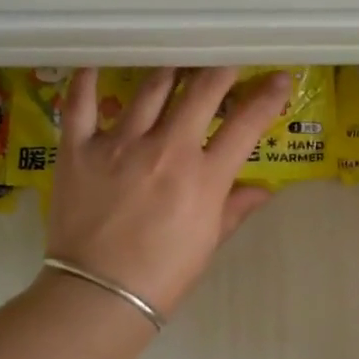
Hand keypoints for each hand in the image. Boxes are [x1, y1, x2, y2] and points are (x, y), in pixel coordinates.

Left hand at [45, 67, 290, 315]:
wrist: (99, 294)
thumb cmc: (163, 275)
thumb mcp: (208, 243)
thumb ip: (235, 208)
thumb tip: (264, 190)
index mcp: (204, 176)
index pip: (246, 124)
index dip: (268, 96)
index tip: (279, 79)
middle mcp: (166, 149)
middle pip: (202, 91)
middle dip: (220, 71)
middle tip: (225, 64)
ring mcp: (120, 144)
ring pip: (150, 88)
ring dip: (169, 71)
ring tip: (175, 65)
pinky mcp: (79, 148)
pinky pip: (80, 103)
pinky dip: (86, 80)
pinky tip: (94, 65)